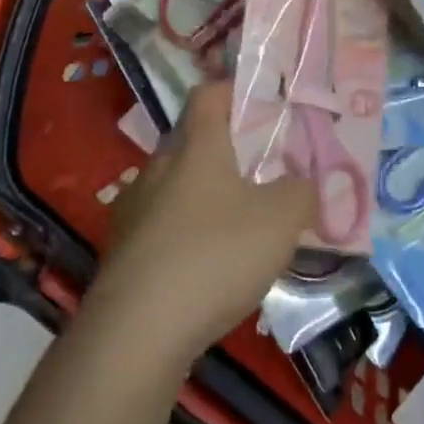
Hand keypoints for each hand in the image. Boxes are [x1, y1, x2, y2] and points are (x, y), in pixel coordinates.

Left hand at [91, 81, 316, 363]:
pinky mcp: (120, 253)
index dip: (234, 90)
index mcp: (196, 146)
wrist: (135, 333)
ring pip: (175, 186)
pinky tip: (206, 266)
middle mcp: (158, 167)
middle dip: (226, 150)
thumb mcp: (281, 219)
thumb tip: (303, 183)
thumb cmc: (215, 255)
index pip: (209, 94)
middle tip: (262, 170)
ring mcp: (133, 210)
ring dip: (204, 196)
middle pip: (191, 141)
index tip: (263, 102)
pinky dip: (185, 234)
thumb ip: (301, 192)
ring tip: (237, 224)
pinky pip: (160, 227)